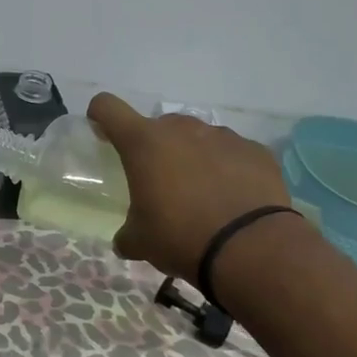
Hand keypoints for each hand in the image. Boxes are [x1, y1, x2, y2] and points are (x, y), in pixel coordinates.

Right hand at [88, 93, 298, 280]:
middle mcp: (182, 129)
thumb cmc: (181, 236)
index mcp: (143, 143)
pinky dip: (228, 168)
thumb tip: (124, 240)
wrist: (250, 248)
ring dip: (193, 157)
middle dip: (155, 148)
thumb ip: (127, 233)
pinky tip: (232, 198)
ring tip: (201, 193)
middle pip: (159, 126)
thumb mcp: (141, 241)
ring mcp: (222, 136)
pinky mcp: (255, 151)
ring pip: (198, 138)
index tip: (103, 134)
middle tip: (160, 182)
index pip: (108, 108)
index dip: (101, 116)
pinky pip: (232, 153)